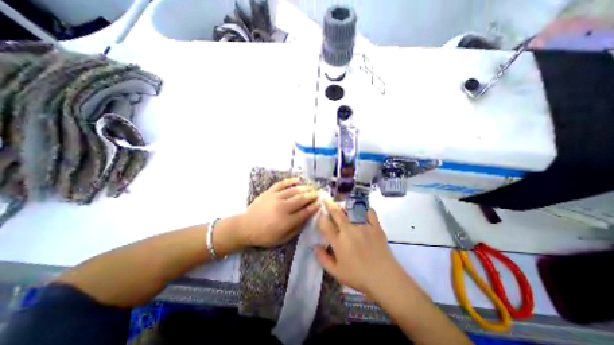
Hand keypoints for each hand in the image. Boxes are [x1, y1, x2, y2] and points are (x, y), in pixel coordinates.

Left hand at [239, 178, 318, 246]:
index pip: (305, 211)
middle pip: (301, 199)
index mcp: (287, 221)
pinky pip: (281, 184)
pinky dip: (290, 181)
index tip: (320, 203)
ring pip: (294, 190)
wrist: (245, 227)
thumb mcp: (282, 238)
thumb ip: (296, 228)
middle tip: (318, 194)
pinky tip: (297, 180)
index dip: (314, 206)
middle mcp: (283, 207)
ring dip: (304, 188)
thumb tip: (307, 218)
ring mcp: (275, 198)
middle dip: (312, 195)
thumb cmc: (265, 235)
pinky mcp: (269, 192)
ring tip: (311, 187)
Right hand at [316, 200, 403, 296]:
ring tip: (342, 204)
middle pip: (336, 213)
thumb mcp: (336, 273)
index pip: (325, 224)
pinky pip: (369, 212)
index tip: (321, 215)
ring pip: (351, 210)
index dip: (321, 218)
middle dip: (329, 204)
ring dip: (345, 205)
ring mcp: (363, 226)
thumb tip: (314, 246)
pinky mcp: (375, 226)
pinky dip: (364, 208)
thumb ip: (323, 259)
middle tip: (326, 198)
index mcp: (338, 242)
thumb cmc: (359, 277)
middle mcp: (349, 230)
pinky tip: (361, 209)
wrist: (385, 279)